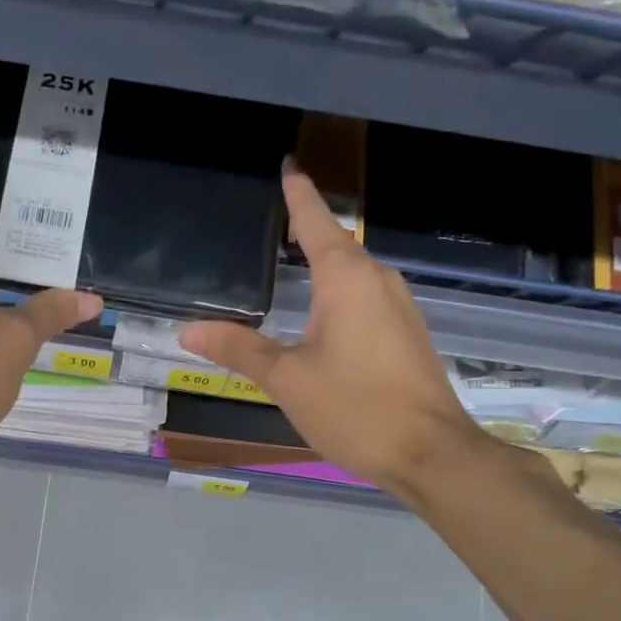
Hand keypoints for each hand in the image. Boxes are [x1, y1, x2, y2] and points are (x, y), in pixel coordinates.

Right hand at [178, 163, 481, 493]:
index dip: (298, 193)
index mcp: (347, 280)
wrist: (432, 455)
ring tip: (287, 262)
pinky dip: (337, 291)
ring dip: (322, 264)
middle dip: (305, 229)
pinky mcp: (406, 333)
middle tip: (268, 223)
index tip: (288, 164)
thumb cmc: (356, 409)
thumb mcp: (287, 379)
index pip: (316, 222)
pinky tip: (319, 311)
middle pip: (335, 244)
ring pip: (352, 273)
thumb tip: (189, 330)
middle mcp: (378, 281)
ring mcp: (398, 307)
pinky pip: (364, 296)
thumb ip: (239, 349)